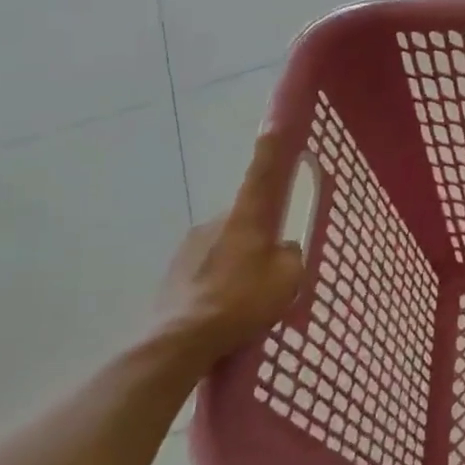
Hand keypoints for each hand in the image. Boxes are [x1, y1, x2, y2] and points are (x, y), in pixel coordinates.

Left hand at [153, 133, 304, 361]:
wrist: (180, 341)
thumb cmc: (242, 302)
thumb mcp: (288, 279)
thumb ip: (291, 256)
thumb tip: (283, 250)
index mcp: (246, 217)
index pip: (262, 174)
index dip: (271, 149)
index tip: (273, 124)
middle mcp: (215, 222)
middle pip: (247, 218)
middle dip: (260, 235)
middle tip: (273, 269)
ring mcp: (189, 246)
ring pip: (226, 245)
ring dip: (238, 261)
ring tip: (247, 299)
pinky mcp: (173, 272)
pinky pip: (207, 268)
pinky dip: (219, 281)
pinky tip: (226, 309)